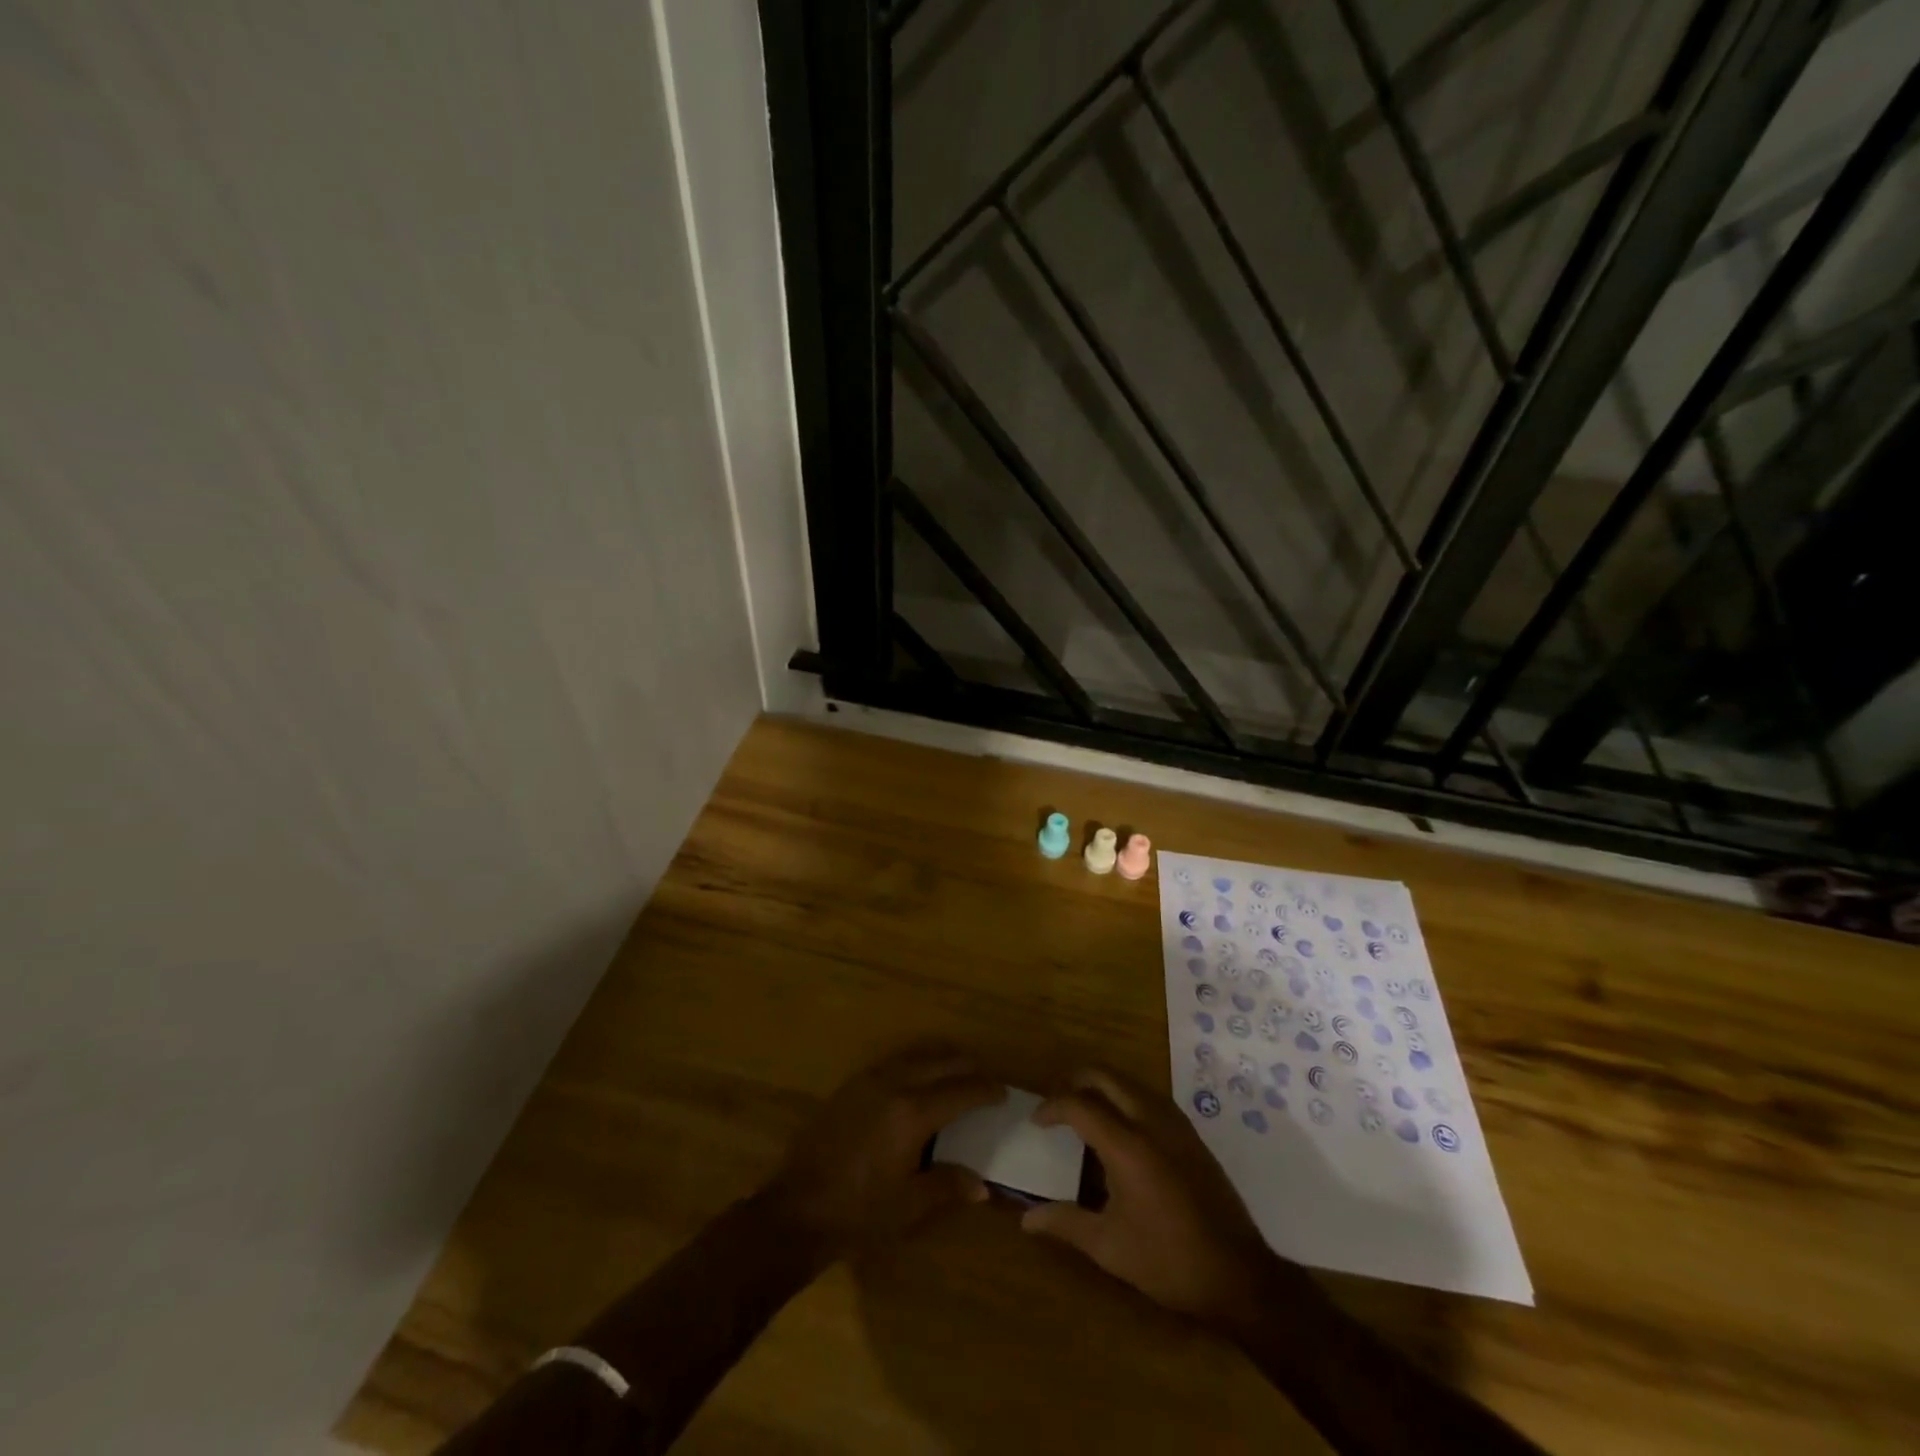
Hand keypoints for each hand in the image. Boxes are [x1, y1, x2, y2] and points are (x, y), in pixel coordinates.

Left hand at [760, 1045, 1003, 1258]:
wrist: (797, 1207)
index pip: (960, 1091)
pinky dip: (915, 1063)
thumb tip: (982, 1185)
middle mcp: (894, 1084)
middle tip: (984, 1077)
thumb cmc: (858, 1211)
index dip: (985, 1090)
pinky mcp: (851, 1085)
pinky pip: (893, 1062)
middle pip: (940, 1062)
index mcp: (912, 1112)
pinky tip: (917, 1080)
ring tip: (956, 1072)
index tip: (1003, 1092)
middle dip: (966, 1066)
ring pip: (915, 1056)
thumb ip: (947, 1185)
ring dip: (940, 1060)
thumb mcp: (908, 1205)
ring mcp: (869, 1080)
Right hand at [1021, 1067, 1305, 1332]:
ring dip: (1102, 1085)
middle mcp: (1150, 1121)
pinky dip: (1125, 1096)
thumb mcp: (1110, 1248)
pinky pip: (1149, 1096)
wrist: (1240, 1275)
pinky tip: (1121, 1126)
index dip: (1053, 1107)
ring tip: (1084, 1110)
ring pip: (1130, 1082)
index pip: (1080, 1105)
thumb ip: (1066, 1224)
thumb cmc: (1169, 1261)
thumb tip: (1026, 1219)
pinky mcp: (1191, 1134)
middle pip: (1106, 1076)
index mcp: (1127, 1145)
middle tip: (1057, 1103)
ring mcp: (1175, 1124)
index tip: (1036, 1121)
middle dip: (1076, 1081)